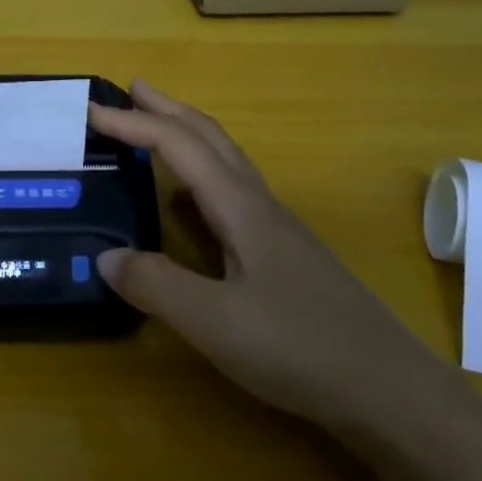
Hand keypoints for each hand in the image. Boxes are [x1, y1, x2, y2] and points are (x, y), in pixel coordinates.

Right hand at [91, 80, 442, 425]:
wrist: (391, 390)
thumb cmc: (301, 347)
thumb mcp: (215, 322)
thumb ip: (156, 285)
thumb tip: (105, 256)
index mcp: (240, 207)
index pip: (178, 145)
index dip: (133, 124)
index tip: (91, 110)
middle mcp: (259, 205)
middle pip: (209, 137)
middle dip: (167, 109)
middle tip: (130, 89)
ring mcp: (276, 229)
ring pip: (225, 161)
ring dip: (187, 135)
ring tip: (154, 131)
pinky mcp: (284, 254)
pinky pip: (232, 192)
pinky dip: (202, 174)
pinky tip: (192, 203)